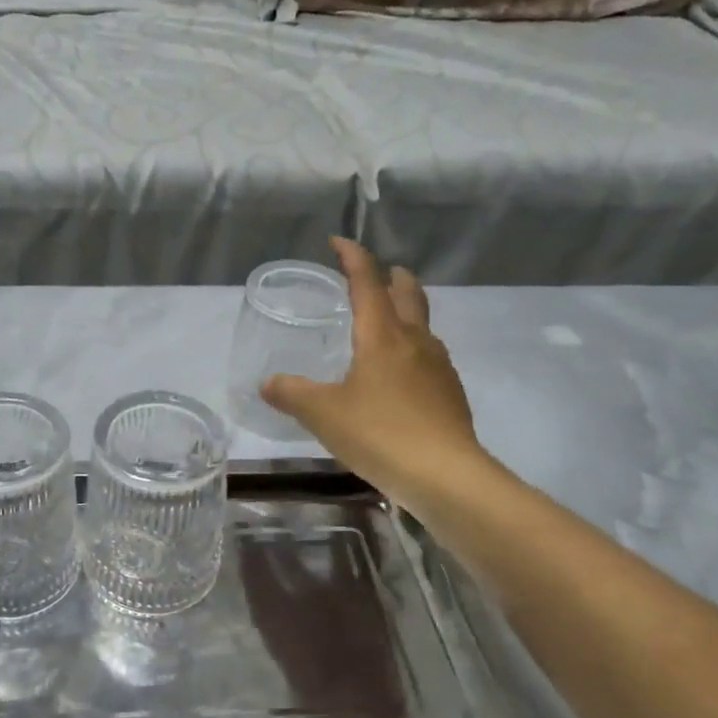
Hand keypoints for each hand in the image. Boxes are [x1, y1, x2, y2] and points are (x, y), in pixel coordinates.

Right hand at [261, 238, 485, 498]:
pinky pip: (428, 357)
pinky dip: (411, 348)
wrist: (446, 476)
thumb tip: (268, 383)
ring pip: (423, 325)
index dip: (353, 258)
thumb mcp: (322, 414)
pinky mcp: (449, 394)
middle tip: (378, 273)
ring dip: (406, 312)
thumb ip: (292, 394)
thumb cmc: (380, 433)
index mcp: (382, 336)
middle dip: (392, 277)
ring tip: (386, 322)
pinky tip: (399, 374)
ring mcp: (438, 367)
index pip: (367, 282)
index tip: (339, 242)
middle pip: (408, 295)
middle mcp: (415, 342)